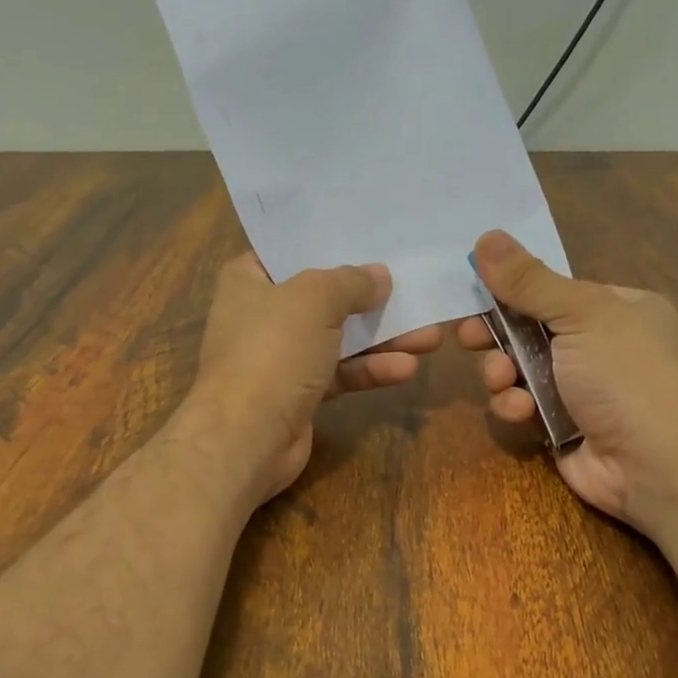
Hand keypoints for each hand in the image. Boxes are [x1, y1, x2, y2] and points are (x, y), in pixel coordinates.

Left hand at [185, 253, 442, 503]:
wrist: (246, 438)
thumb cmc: (272, 352)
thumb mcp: (314, 300)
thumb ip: (351, 281)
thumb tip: (379, 276)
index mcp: (249, 279)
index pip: (292, 251)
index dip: (332, 244)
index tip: (374, 239)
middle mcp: (262, 314)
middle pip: (325, 297)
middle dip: (372, 297)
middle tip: (415, 289)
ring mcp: (282, 356)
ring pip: (340, 338)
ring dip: (383, 337)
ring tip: (430, 336)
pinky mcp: (301, 393)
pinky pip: (341, 372)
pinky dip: (371, 369)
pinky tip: (407, 368)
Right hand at [457, 230, 677, 527]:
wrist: (659, 464)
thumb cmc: (627, 374)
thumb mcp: (581, 314)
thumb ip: (529, 281)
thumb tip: (486, 237)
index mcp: (616, 310)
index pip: (554, 291)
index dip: (513, 292)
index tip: (475, 293)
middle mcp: (600, 347)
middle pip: (530, 332)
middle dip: (499, 338)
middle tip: (470, 339)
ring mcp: (581, 391)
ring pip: (521, 372)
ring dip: (504, 375)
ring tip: (504, 381)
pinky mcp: (562, 428)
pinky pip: (525, 408)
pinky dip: (517, 408)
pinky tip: (521, 412)